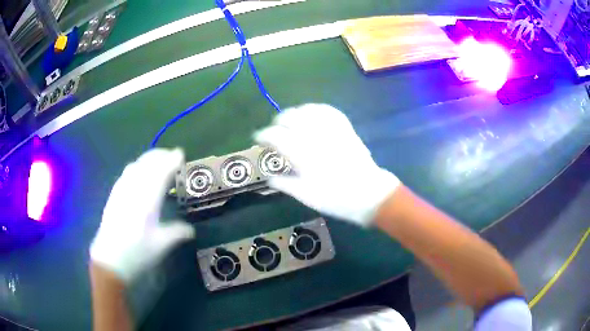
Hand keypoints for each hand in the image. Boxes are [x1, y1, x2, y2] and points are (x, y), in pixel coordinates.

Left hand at [90, 149, 194, 281]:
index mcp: (147, 201)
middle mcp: (133, 190)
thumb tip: (191, 229)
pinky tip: (138, 174)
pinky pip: (126, 173)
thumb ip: (177, 232)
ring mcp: (121, 191)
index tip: (181, 154)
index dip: (172, 161)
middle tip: (172, 155)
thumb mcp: (161, 245)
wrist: (110, 260)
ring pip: (135, 165)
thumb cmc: (137, 253)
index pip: (161, 172)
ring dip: (148, 159)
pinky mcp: (114, 196)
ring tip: (157, 161)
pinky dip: (136, 167)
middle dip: (160, 155)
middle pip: (146, 164)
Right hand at [255, 104, 399, 225]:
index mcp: (303, 154)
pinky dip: (315, 109)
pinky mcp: (345, 128)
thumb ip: (285, 184)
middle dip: (277, 121)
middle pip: (289, 117)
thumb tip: (270, 177)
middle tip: (274, 130)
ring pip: (307, 110)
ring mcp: (331, 130)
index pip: (275, 135)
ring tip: (290, 121)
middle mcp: (315, 137)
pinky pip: (328, 110)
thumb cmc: (335, 198)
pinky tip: (311, 113)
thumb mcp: (306, 196)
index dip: (263, 135)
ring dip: (294, 113)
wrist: (368, 194)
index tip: (259, 139)